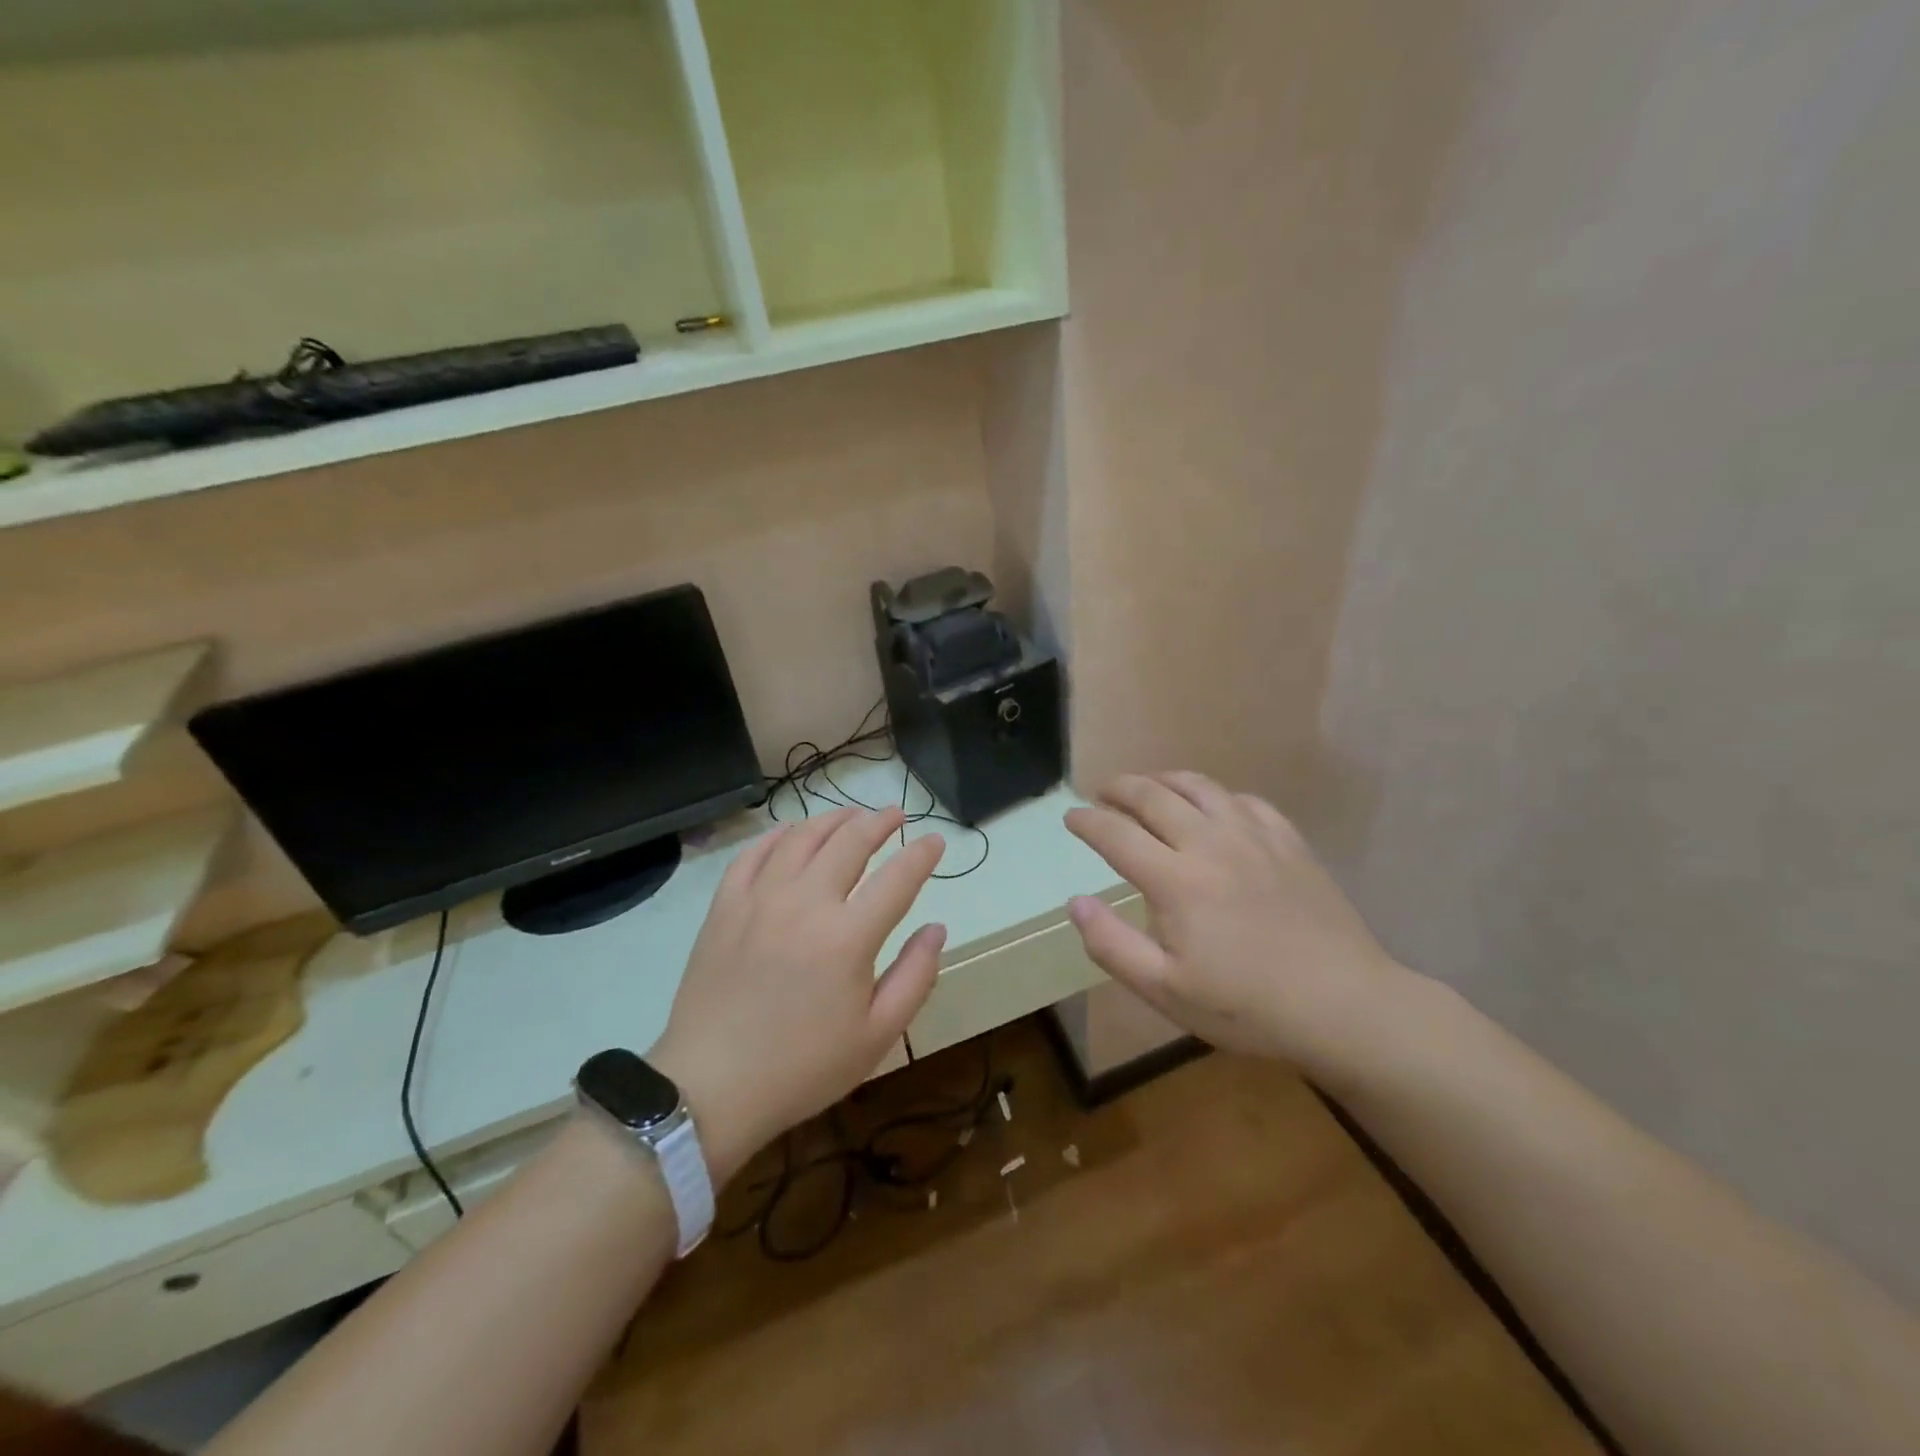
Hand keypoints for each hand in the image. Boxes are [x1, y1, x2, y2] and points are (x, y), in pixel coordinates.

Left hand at [650, 807, 945, 1181]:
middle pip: (850, 841)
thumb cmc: (802, 1068)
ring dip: (833, 819)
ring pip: (802, 837)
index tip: (935, 841)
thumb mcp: (877, 1036)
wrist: (710, 1087)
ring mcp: (760, 899)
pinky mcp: (725, 906)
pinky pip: (754, 853)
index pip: (897, 878)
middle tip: (894, 815)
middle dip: (879, 822)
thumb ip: (915, 976)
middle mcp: (805, 903)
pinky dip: (778, 835)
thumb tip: (937, 929)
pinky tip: (791, 834)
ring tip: (851, 816)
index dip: (922, 855)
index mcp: (848, 937)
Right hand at [1064, 771, 1416, 1082]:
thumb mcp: (1166, 990)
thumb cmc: (1247, 1006)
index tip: (1070, 817)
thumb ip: (1112, 944)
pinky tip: (1213, 807)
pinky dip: (1215, 795)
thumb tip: (1076, 902)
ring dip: (1163, 780)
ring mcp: (1254, 836)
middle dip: (1119, 788)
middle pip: (1153, 796)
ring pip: (1199, 787)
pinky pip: (1243, 800)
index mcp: (1175, 880)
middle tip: (1101, 793)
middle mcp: (1210, 843)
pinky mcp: (1289, 841)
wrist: (1344, 1005)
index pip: (1116, 834)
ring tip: (1148, 786)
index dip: (1087, 821)